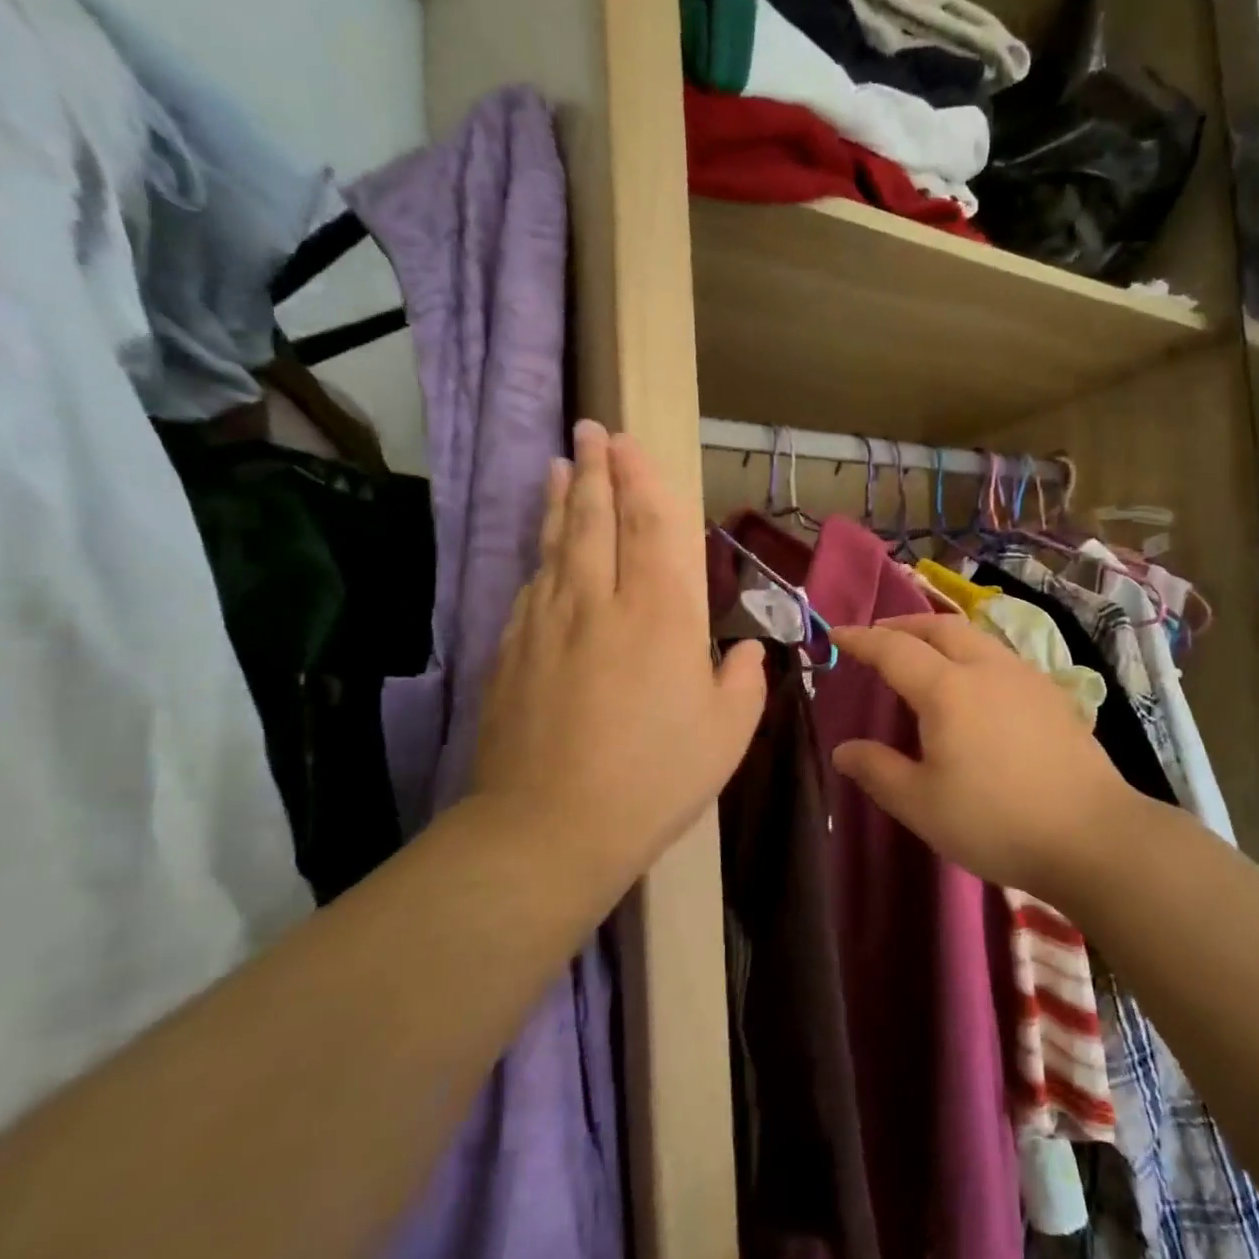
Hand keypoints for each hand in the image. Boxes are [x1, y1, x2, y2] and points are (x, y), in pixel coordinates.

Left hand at [469, 422, 766, 892]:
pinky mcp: (510, 652)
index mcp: (660, 614)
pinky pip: (530, 588)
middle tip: (589, 430)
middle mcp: (599, 601)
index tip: (626, 442)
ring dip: (558, 501)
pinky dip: (539, 557)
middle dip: (593, 469)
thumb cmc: (656, 777)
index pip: (649, 525)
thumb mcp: (727, 733)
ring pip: (554, 545)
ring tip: (558, 466)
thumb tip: (747, 651)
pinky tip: (541, 551)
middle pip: (593, 518)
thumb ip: (743, 681)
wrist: (550, 828)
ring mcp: (546, 623)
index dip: (640, 479)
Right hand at [831, 615, 1140, 902]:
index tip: (837, 633)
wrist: (1092, 835)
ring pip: (976, 637)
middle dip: (904, 625)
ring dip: (941, 636)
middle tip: (880, 636)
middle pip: (940, 627)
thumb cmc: (995, 820)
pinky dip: (972, 654)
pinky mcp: (1053, 695)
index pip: (894, 650)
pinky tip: (975, 685)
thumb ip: (878, 770)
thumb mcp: (921, 804)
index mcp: (948, 689)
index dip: (862, 639)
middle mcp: (987, 668)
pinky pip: (1000, 657)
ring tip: (924, 655)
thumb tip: (844, 750)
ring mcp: (1026, 678)